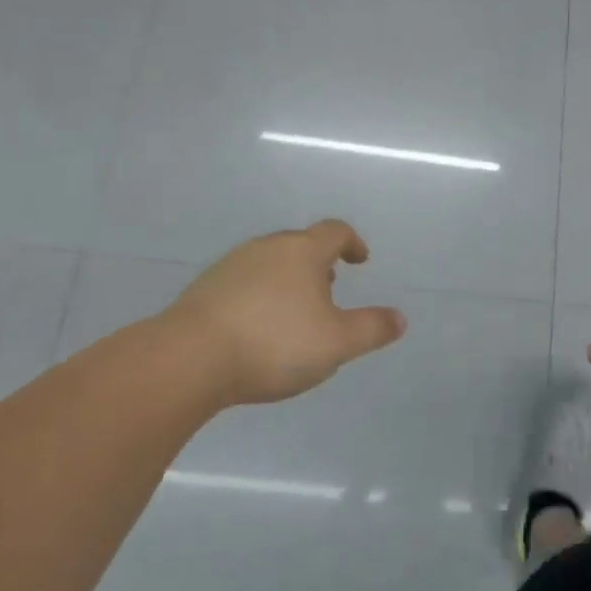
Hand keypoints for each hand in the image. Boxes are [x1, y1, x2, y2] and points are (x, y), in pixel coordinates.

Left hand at [164, 220, 406, 407]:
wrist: (190, 358)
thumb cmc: (275, 343)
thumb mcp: (337, 343)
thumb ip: (372, 328)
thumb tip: (400, 318)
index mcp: (302, 251)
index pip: (335, 232)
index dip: (352, 243)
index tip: (360, 259)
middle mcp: (267, 248)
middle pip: (300, 244)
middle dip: (318, 263)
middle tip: (329, 288)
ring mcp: (231, 265)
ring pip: (270, 262)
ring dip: (288, 279)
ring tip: (294, 311)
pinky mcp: (205, 287)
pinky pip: (243, 282)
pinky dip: (259, 295)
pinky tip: (257, 327)